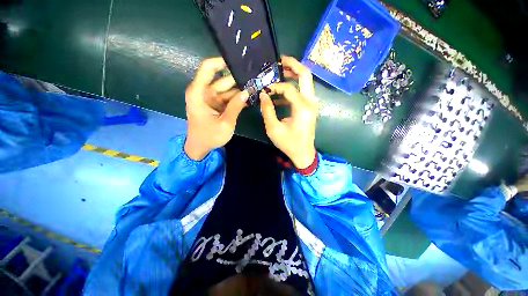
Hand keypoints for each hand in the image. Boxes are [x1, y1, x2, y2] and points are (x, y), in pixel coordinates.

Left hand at [185, 57, 248, 159]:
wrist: (200, 147)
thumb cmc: (209, 136)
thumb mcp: (225, 123)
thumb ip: (236, 107)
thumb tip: (247, 92)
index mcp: (199, 93)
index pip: (208, 68)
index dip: (222, 61)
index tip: (238, 60)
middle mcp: (203, 92)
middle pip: (222, 79)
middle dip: (237, 78)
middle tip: (255, 76)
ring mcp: (210, 98)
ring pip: (227, 89)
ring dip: (240, 89)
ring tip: (255, 86)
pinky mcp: (215, 105)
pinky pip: (227, 98)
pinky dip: (237, 98)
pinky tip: (249, 96)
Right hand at [260, 56, 318, 168]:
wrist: (303, 153)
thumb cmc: (289, 143)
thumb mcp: (274, 129)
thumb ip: (267, 110)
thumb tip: (263, 94)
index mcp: (303, 108)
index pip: (289, 88)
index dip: (275, 86)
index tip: (264, 90)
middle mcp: (311, 102)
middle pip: (306, 75)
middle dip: (293, 64)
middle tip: (279, 61)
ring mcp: (312, 104)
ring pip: (306, 81)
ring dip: (293, 74)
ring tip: (279, 72)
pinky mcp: (310, 107)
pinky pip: (302, 91)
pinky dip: (292, 88)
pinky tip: (280, 93)